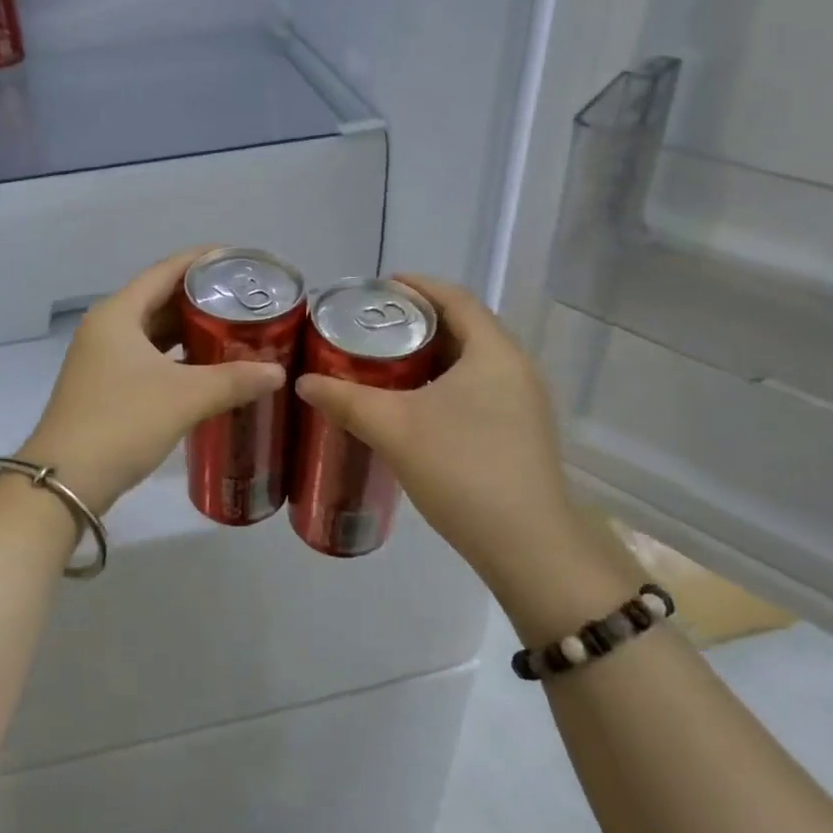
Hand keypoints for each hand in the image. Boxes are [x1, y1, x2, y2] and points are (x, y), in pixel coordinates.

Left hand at [20, 249, 287, 514]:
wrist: (65, 481)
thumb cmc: (122, 423)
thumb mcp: (184, 397)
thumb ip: (234, 380)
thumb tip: (278, 373)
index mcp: (118, 314)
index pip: (165, 271)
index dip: (201, 260)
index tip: (238, 258)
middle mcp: (106, 328)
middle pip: (159, 299)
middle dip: (200, 298)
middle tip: (245, 300)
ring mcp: (101, 358)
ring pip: (153, 332)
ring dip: (188, 330)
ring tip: (232, 330)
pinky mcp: (104, 386)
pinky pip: (147, 357)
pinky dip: (175, 357)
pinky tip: (205, 368)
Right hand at [294, 275, 639, 636]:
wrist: (528, 546)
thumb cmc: (463, 470)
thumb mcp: (395, 429)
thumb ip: (346, 400)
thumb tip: (303, 382)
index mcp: (493, 352)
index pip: (455, 298)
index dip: (416, 286)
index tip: (377, 287)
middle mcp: (515, 368)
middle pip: (462, 327)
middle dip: (416, 322)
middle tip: (370, 327)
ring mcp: (523, 402)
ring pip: (469, 362)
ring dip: (429, 356)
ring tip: (383, 363)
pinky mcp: (520, 432)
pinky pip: (477, 389)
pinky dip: (442, 384)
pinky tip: (412, 406)